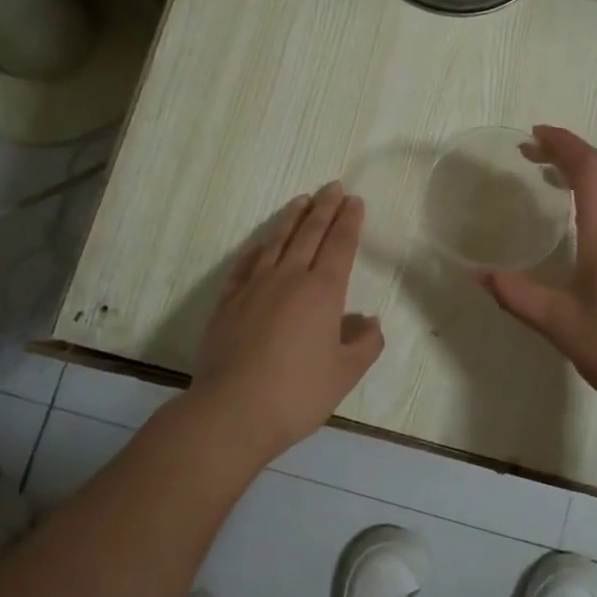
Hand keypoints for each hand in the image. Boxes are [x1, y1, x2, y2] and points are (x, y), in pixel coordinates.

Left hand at [192, 183, 384, 460]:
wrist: (232, 411)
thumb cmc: (297, 393)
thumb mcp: (345, 374)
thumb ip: (365, 344)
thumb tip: (368, 321)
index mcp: (323, 292)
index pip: (340, 245)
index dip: (349, 221)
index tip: (354, 200)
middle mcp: (289, 278)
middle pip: (310, 233)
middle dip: (324, 207)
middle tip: (333, 186)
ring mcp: (254, 287)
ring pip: (276, 242)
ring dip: (291, 218)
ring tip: (302, 200)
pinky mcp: (227, 302)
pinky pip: (244, 265)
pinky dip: (256, 248)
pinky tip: (261, 242)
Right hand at [479, 127, 596, 427]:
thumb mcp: (559, 324)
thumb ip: (516, 295)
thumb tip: (478, 275)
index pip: (590, 168)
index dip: (563, 143)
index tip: (534, 135)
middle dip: (570, 154)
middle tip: (534, 156)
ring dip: (590, 176)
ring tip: (556, 182)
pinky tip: (590, 224)